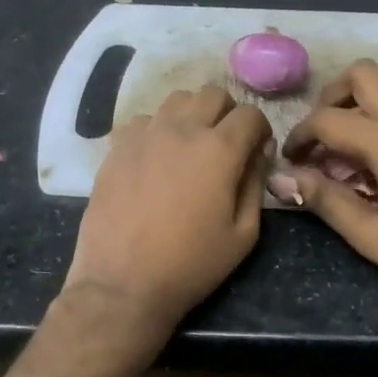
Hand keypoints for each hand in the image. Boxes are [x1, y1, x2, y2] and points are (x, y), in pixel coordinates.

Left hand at [63, 84, 273, 331]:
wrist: (123, 282)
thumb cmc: (191, 264)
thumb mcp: (243, 234)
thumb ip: (256, 184)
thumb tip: (259, 152)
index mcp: (219, 149)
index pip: (250, 114)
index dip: (260, 129)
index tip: (257, 150)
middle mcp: (182, 129)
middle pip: (213, 94)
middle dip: (227, 113)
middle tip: (225, 144)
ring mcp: (144, 134)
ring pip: (176, 100)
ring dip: (191, 115)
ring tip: (189, 146)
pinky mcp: (117, 147)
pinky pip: (144, 120)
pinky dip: (157, 129)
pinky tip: (156, 158)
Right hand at [284, 61, 377, 319]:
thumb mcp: (371, 235)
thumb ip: (325, 201)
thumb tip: (283, 180)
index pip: (327, 120)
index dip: (300, 135)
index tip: (292, 158)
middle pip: (362, 74)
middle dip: (332, 96)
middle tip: (324, 131)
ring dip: (369, 90)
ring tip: (358, 126)